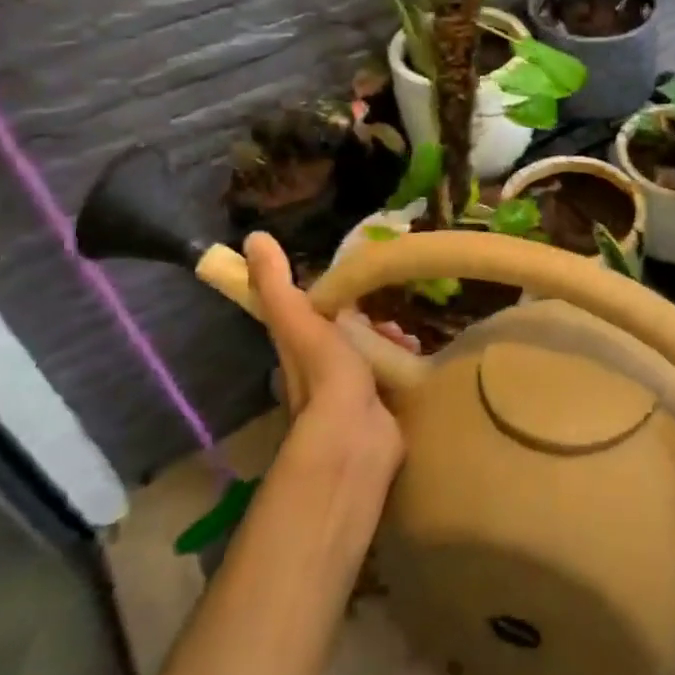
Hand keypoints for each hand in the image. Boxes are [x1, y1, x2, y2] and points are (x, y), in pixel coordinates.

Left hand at [245, 232, 403, 486]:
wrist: (355, 437)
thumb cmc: (325, 374)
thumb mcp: (299, 318)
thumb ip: (277, 283)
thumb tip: (254, 237)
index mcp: (300, 350)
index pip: (316, 317)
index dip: (337, 301)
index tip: (362, 288)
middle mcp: (324, 373)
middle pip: (350, 337)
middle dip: (373, 321)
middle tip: (394, 313)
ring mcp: (354, 395)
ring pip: (374, 357)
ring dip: (391, 342)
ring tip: (409, 335)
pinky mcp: (383, 411)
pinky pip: (396, 377)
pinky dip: (407, 363)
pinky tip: (420, 355)